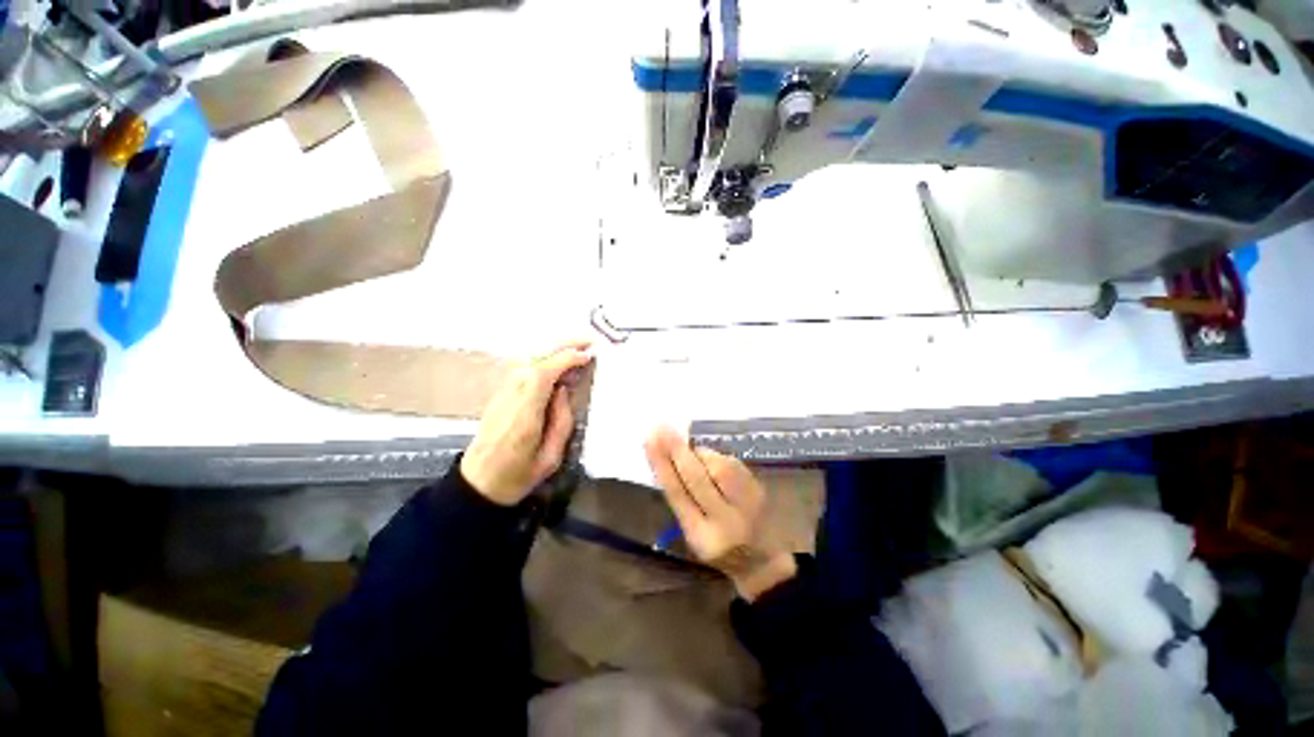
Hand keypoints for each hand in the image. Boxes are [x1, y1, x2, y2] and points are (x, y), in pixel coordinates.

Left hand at [460, 343, 592, 505]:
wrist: (478, 484)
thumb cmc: (517, 476)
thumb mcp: (550, 457)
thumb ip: (561, 421)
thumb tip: (564, 390)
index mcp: (524, 414)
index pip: (542, 374)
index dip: (565, 360)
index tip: (588, 356)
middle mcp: (511, 397)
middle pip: (535, 360)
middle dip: (562, 347)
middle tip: (588, 342)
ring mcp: (504, 394)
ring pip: (529, 362)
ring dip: (554, 352)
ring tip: (578, 350)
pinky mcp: (502, 395)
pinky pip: (525, 370)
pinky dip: (545, 361)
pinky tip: (559, 365)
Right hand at [645, 427, 796, 601]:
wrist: (761, 560)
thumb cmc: (718, 546)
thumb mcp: (693, 531)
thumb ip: (682, 497)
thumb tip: (666, 457)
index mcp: (701, 535)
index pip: (677, 493)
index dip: (662, 465)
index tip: (650, 440)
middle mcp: (725, 520)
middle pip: (697, 478)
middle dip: (677, 450)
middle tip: (662, 428)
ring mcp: (746, 504)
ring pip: (718, 466)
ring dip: (698, 453)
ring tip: (688, 450)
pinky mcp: (759, 489)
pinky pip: (732, 463)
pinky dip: (715, 456)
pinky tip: (708, 458)